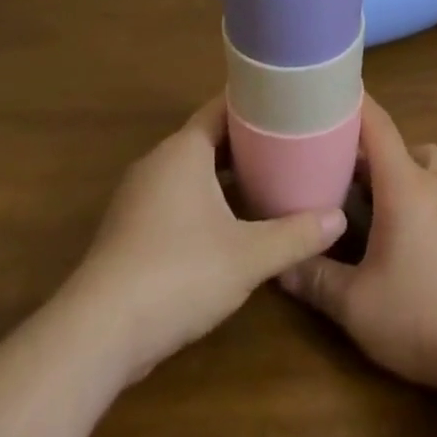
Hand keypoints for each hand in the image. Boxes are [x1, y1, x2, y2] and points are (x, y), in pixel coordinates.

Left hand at [67, 94, 346, 383]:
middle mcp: (158, 162)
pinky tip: (226, 228)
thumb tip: (338, 219)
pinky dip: (201, 202)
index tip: (286, 105)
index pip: (222, 108)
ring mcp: (137, 197)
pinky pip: (173, 199)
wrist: (98, 332)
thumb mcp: (247, 257)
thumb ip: (294, 235)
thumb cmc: (178, 273)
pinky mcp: (127, 231)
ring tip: (264, 184)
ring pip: (189, 172)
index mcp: (184, 150)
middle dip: (244, 144)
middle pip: (207, 139)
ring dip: (222, 177)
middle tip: (286, 147)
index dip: (254, 105)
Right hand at [278, 96, 436, 393]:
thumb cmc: (423, 314)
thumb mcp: (357, 306)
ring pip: (433, 170)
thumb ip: (317, 280)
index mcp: (405, 183)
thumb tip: (281, 266)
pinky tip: (425, 247)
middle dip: (376, 157)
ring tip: (387, 212)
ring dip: (409, 178)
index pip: (377, 124)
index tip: (333, 90)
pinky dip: (435, 206)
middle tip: (349, 178)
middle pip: (404, 147)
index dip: (355, 103)